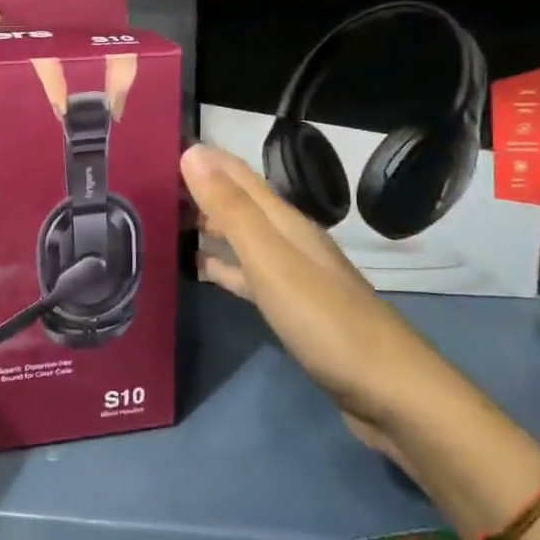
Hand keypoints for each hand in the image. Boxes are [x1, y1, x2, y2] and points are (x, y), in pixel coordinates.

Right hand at [181, 143, 451, 464]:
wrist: (388, 391)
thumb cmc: (324, 320)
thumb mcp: (270, 259)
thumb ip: (231, 209)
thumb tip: (192, 153)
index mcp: (285, 222)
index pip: (239, 177)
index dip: (206, 160)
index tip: (164, 148)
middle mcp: (289, 241)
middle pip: (240, 205)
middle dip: (202, 192)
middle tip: (152, 188)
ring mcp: (292, 276)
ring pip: (242, 239)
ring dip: (209, 228)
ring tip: (166, 224)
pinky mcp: (292, 309)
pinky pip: (247, 275)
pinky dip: (222, 267)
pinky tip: (201, 272)